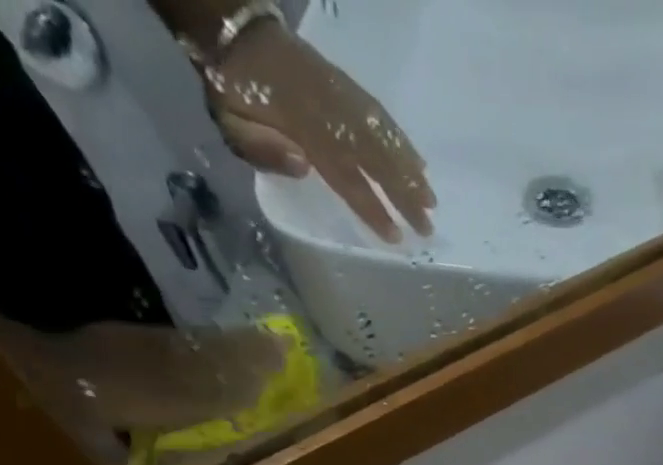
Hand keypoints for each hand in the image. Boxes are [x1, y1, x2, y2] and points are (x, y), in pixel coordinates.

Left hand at [208, 22, 433, 241]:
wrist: (237, 32)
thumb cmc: (234, 92)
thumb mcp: (231, 123)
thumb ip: (262, 148)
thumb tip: (303, 165)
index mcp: (302, 129)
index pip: (346, 176)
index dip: (372, 206)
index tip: (395, 235)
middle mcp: (330, 115)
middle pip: (375, 160)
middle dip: (404, 195)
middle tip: (428, 227)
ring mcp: (342, 98)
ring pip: (383, 138)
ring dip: (410, 171)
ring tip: (431, 200)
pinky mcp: (347, 87)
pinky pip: (380, 116)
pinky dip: (401, 140)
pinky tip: (418, 162)